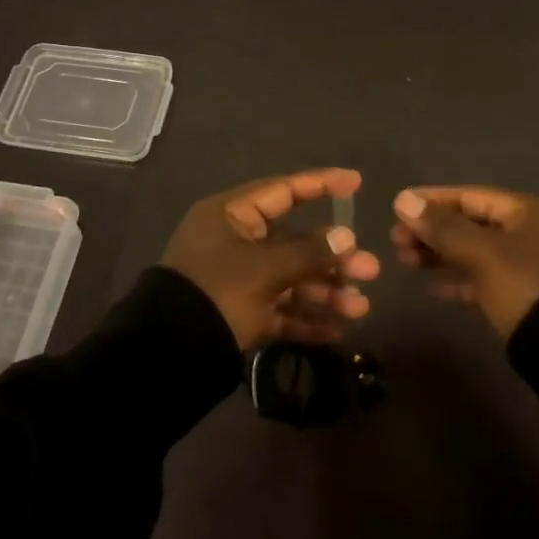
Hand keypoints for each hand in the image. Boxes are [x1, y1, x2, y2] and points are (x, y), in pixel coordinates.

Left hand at [162, 168, 378, 349]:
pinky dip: (305, 319)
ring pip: (291, 279)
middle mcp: (235, 242)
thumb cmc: (217, 293)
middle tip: (370, 271)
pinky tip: (336, 331)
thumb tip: (346, 237)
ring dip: (325, 292)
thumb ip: (309, 253)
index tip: (356, 183)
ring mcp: (238, 280)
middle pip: (294, 242)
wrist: (168, 355)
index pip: (283, 191)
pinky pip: (279, 311)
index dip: (320, 185)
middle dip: (333, 259)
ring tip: (360, 309)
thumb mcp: (265, 270)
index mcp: (231, 216)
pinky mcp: (240, 315)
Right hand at [390, 186, 538, 337]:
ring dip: (438, 254)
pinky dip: (456, 280)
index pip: (468, 196)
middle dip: (431, 230)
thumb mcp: (482, 253)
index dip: (431, 200)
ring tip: (403, 260)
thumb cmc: (526, 285)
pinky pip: (481, 280)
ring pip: (472, 251)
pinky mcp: (520, 297)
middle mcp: (525, 232)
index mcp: (523, 212)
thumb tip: (402, 200)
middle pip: (469, 223)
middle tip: (395, 240)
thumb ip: (442, 227)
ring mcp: (524, 266)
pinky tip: (430, 288)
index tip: (397, 207)